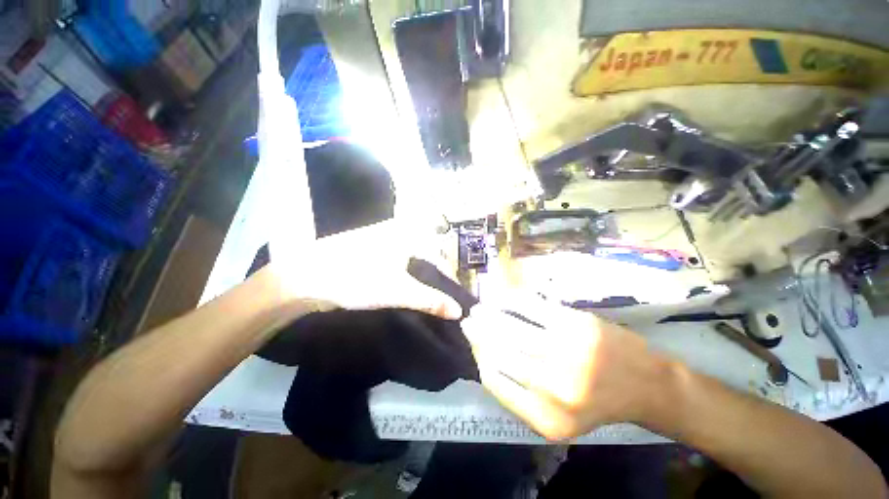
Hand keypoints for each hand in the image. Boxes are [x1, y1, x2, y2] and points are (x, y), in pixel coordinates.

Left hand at [270, 219, 462, 319]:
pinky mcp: (365, 249)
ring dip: (416, 278)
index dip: (446, 278)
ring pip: (408, 259)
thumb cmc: (357, 280)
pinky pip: (393, 261)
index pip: (438, 255)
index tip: (449, 299)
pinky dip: (400, 275)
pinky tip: (397, 289)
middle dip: (432, 278)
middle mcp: (395, 231)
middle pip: (424, 256)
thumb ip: (431, 301)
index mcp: (407, 233)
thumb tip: (459, 312)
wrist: (303, 278)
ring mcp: (378, 239)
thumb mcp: (399, 292)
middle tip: (436, 301)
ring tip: (420, 299)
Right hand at [462, 295, 671, 440]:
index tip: (473, 343)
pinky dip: (510, 300)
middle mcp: (552, 388)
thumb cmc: (599, 402)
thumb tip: (485, 358)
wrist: (647, 384)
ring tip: (478, 309)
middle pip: (498, 351)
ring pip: (510, 327)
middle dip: (477, 333)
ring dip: (489, 315)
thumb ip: (520, 395)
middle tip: (468, 321)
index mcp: (544, 419)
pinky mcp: (575, 324)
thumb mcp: (558, 417)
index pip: (493, 380)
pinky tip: (501, 298)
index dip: (478, 356)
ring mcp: (565, 352)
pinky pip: (530, 307)